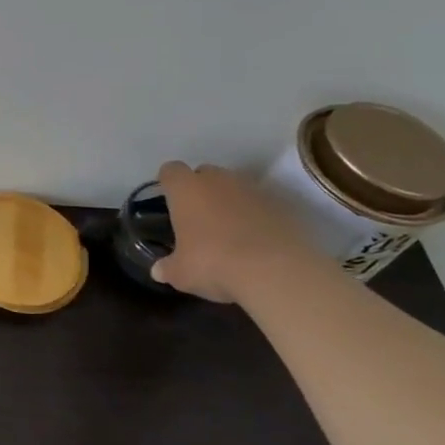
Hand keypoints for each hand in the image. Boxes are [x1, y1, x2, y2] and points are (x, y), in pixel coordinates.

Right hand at [150, 161, 319, 303]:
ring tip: (230, 232)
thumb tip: (160, 270)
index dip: (169, 184)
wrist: (277, 272)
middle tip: (198, 218)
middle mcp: (219, 181)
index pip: (171, 171)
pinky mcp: (284, 206)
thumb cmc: (213, 263)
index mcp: (186, 189)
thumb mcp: (180, 273)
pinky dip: (257, 217)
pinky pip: (263, 205)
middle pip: (205, 174)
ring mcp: (254, 190)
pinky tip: (257, 241)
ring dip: (231, 202)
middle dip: (201, 190)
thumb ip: (168, 267)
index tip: (169, 201)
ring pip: (236, 188)